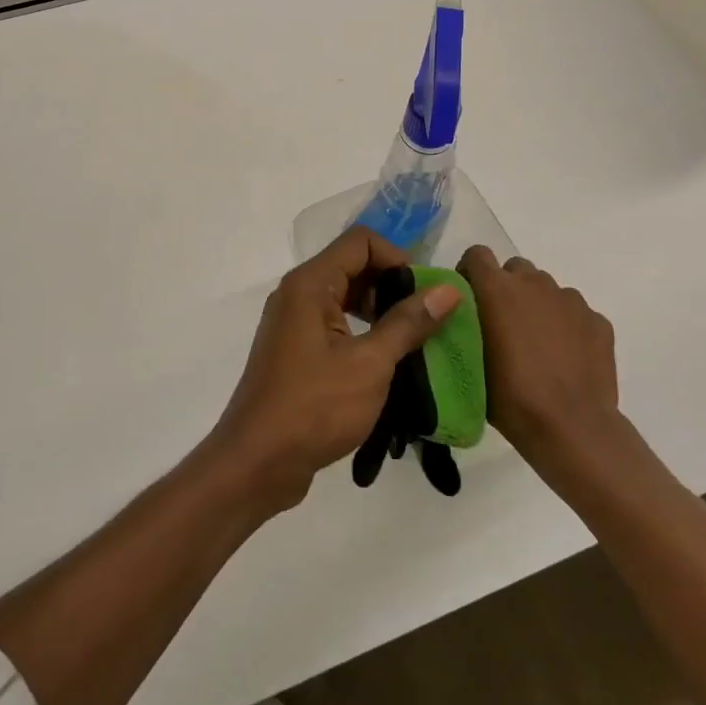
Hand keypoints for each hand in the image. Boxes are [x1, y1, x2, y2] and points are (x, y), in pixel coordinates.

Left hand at [213, 227, 461, 511]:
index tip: (425, 294)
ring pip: (345, 298)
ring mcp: (294, 323)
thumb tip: (448, 290)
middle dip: (393, 286)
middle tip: (426, 321)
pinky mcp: (296, 351)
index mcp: (310, 284)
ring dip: (381, 313)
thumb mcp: (370, 364)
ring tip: (412, 345)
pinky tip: (387, 364)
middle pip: (353, 267)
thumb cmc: (314, 407)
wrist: (257, 462)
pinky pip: (335, 325)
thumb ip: (408, 323)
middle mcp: (298, 294)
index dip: (398, 258)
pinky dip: (363, 334)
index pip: (360, 242)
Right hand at [458, 247, 618, 465]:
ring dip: (538, 307)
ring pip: (547, 290)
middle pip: (515, 269)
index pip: (477, 254)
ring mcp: (571, 300)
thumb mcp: (469, 359)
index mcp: (497, 289)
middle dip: (507, 289)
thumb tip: (467, 317)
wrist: (571, 427)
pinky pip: (575, 313)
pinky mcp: (598, 321)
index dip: (471, 272)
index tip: (469, 299)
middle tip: (503, 324)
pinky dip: (568, 327)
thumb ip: (467, 325)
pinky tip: (566, 358)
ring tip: (538, 345)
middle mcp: (534, 283)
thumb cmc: (510, 396)